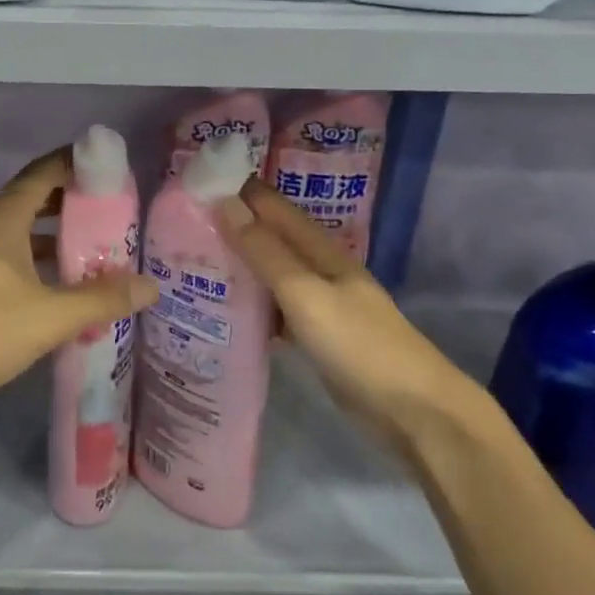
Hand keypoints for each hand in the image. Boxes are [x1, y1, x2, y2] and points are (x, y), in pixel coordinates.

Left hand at [0, 149, 159, 415]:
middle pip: (30, 198)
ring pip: (16, 229)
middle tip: (108, 210)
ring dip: (51, 234)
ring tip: (90, 246)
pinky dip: (32, 258)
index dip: (74, 164)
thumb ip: (103, 298)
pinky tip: (54, 284)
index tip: (107, 166)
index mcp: (2, 216)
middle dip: (68, 201)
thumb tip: (152, 287)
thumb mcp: (52, 315)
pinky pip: (4, 254)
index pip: (43, 173)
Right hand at [216, 179, 478, 444]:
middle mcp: (320, 269)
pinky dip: (252, 304)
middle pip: (270, 239)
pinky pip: (275, 309)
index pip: (273, 207)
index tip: (194, 184)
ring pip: (271, 274)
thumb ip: (265, 251)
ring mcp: (320, 303)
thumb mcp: (305, 293)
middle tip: (180, 224)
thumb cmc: (359, 344)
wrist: (414, 411)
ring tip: (191, 262)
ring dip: (239, 266)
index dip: (239, 191)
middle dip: (232, 227)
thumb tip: (225, 202)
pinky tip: (224, 310)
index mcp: (321, 250)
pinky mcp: (317, 335)